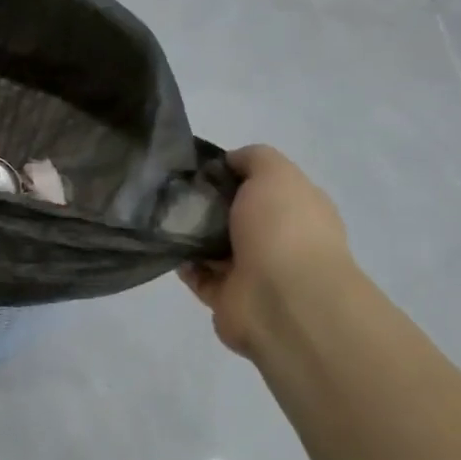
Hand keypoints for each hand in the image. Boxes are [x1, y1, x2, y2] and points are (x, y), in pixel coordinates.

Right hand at [181, 146, 350, 358]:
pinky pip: (199, 276)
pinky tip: (170, 247)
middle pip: (236, 216)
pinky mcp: (228, 299)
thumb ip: (254, 158)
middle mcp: (278, 240)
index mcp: (297, 210)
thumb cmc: (284, 228)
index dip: (234, 173)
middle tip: (175, 191)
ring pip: (215, 246)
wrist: (283, 301)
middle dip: (208, 204)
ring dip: (192, 234)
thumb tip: (230, 161)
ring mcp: (255, 273)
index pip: (264, 186)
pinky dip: (184, 264)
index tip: (201, 168)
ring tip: (163, 217)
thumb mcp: (275, 173)